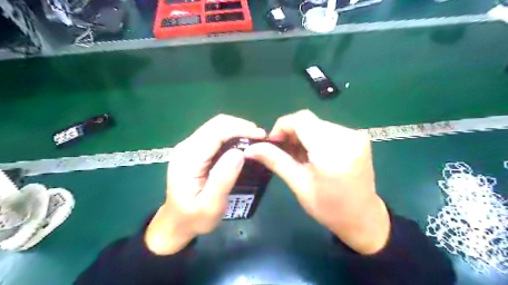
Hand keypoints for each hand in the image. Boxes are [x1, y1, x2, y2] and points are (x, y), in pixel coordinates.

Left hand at [146, 115, 266, 254]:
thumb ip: (223, 179)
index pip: (216, 131)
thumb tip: (239, 153)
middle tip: (261, 138)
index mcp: (189, 157)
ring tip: (255, 140)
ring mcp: (190, 146)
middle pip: (216, 124)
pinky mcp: (195, 150)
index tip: (261, 136)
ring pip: (217, 127)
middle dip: (241, 126)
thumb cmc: (194, 217)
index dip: (240, 129)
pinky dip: (232, 135)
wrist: (176, 222)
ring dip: (238, 129)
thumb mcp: (210, 205)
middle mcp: (187, 146)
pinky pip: (216, 135)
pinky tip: (242, 144)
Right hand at [244, 111, 388, 254]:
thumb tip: (251, 149)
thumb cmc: (328, 208)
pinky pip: (328, 129)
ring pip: (317, 123)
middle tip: (284, 152)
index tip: (273, 143)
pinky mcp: (358, 137)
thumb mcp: (299, 185)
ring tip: (299, 156)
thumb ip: (275, 161)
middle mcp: (347, 137)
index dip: (282, 126)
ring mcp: (355, 135)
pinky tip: (313, 154)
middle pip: (308, 120)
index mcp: (332, 151)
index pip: (301, 120)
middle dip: (291, 132)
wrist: (363, 218)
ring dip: (303, 135)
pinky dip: (315, 137)